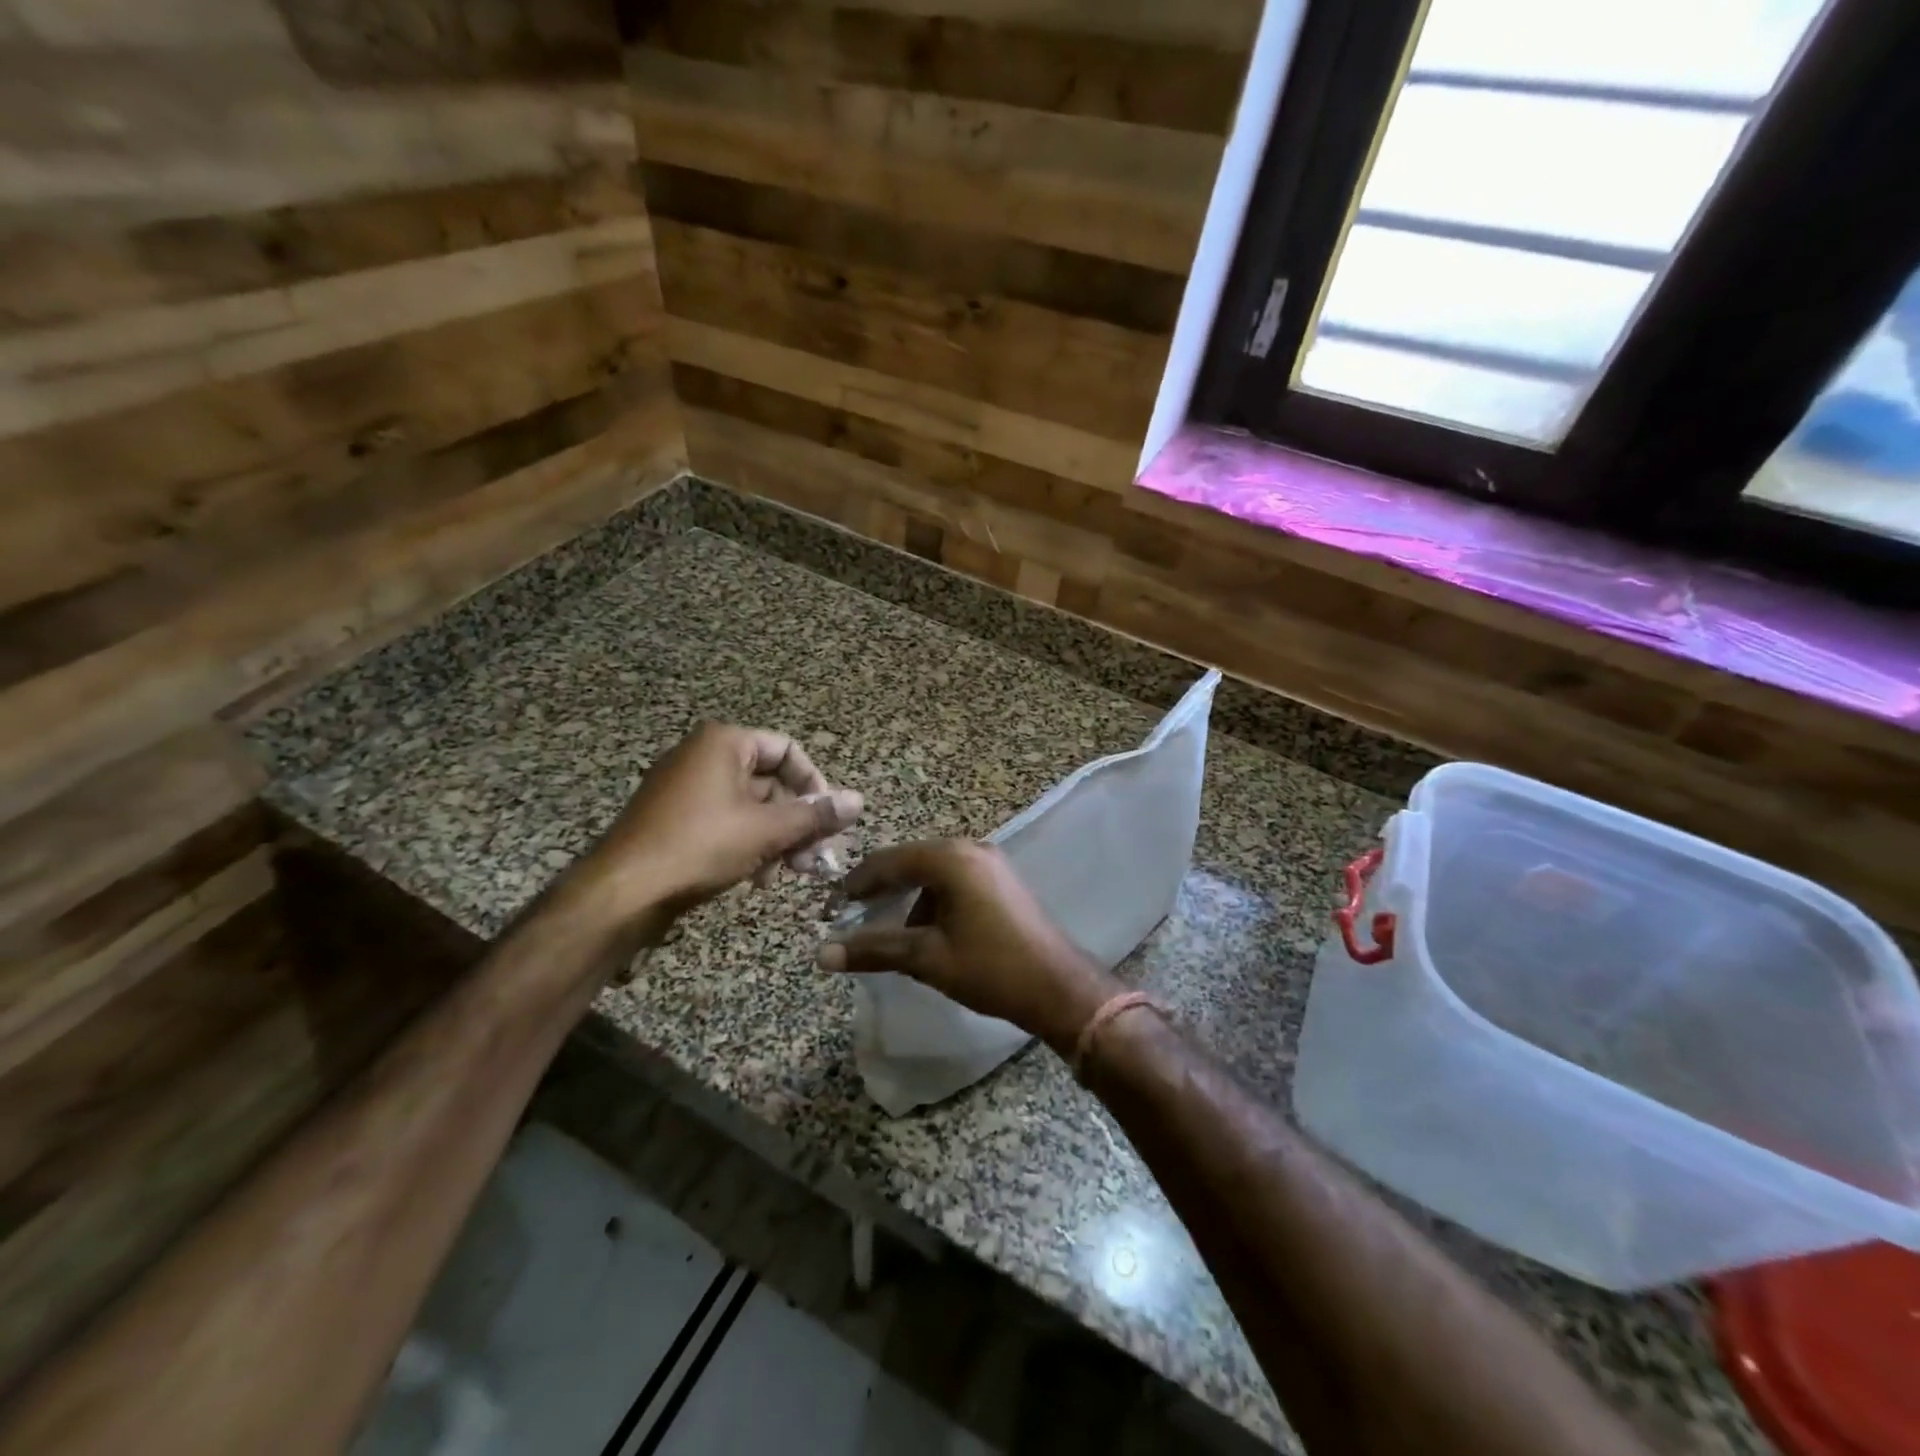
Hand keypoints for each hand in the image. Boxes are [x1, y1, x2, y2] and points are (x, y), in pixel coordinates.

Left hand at [575, 723, 861, 922]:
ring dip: (777, 838)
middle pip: (770, 781)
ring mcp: (685, 788)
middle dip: (798, 821)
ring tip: (790, 873)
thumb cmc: (700, 846)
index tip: (829, 821)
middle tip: (816, 858)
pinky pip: (725, 822)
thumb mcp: (767, 830)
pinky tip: (758, 877)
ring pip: (750, 807)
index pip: (788, 750)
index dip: (815, 785)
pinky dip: (748, 844)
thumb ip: (815, 815)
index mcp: (724, 742)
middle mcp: (703, 756)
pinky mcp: (674, 819)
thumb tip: (859, 801)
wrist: (622, 892)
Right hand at [817, 840, 1119, 1055]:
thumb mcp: (927, 958)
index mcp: (950, 859)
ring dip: (909, 897)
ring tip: (890, 932)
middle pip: (911, 862)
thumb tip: (822, 953)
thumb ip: (875, 949)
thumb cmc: (990, 968)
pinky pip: (955, 881)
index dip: (856, 884)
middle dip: (881, 890)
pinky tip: (927, 932)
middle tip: (852, 916)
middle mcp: (970, 849)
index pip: (888, 861)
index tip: (831, 908)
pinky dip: (934, 900)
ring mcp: (990, 862)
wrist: (1059, 987)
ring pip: (933, 873)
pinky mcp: (1002, 880)